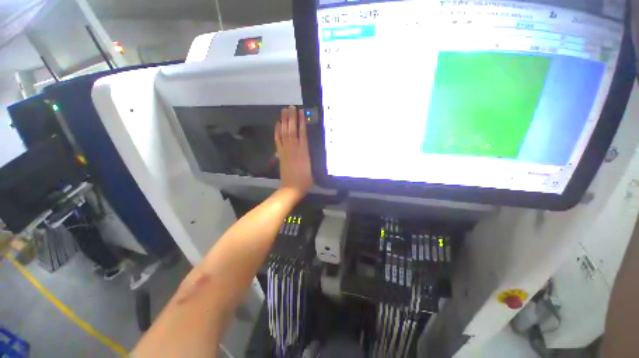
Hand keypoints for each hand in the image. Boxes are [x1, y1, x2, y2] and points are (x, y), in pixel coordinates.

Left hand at [275, 106, 313, 197]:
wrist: (292, 187)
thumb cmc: (306, 178)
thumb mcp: (313, 166)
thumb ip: (312, 154)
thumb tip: (312, 142)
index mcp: (303, 151)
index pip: (302, 132)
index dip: (301, 121)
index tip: (301, 112)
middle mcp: (294, 148)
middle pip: (292, 129)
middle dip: (291, 117)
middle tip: (291, 107)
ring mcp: (285, 150)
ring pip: (284, 132)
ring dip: (283, 121)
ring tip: (284, 111)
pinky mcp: (280, 153)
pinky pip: (278, 140)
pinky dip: (277, 131)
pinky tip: (277, 124)